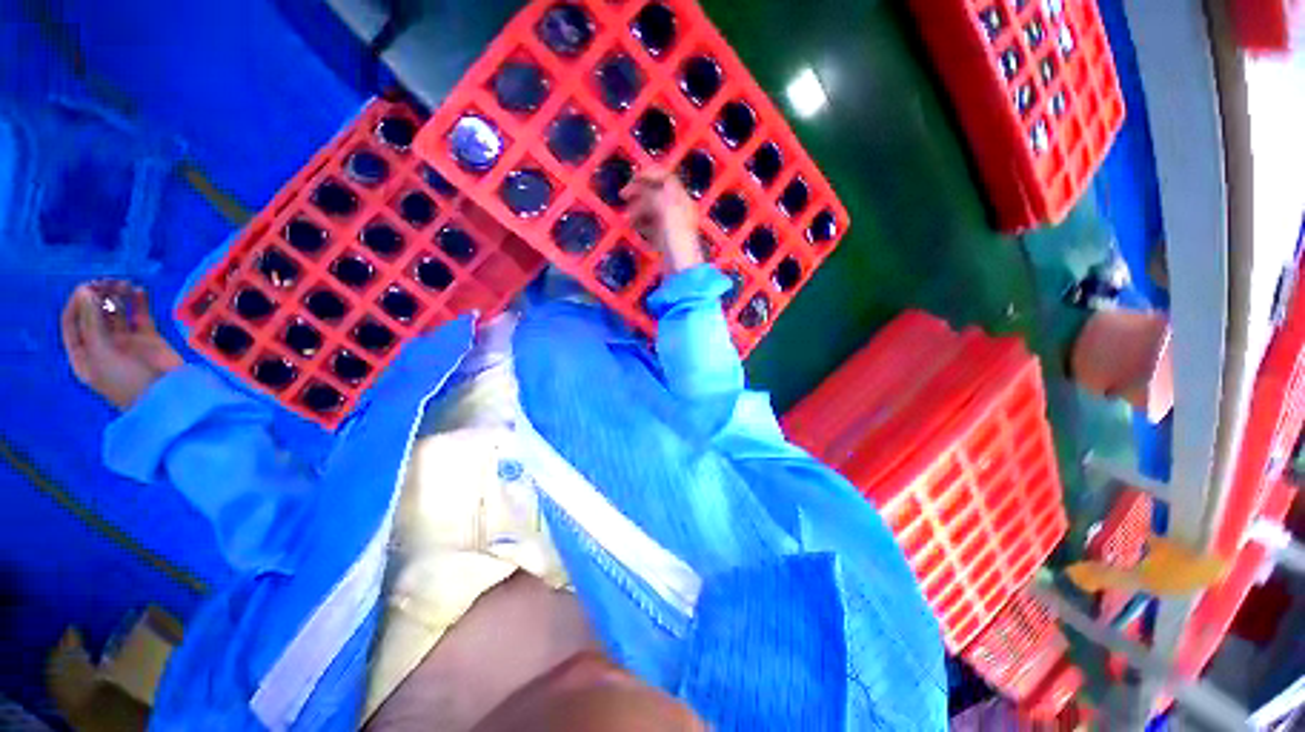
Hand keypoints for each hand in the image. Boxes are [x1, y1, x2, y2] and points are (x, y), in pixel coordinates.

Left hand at [61, 281, 182, 409]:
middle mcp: (101, 344)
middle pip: (94, 313)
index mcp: (84, 353)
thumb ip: (92, 322)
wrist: (167, 395)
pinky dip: (139, 302)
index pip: (72, 322)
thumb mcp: (102, 354)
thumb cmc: (126, 380)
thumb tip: (86, 291)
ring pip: (117, 312)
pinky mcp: (149, 338)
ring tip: (124, 284)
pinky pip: (140, 315)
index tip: (88, 288)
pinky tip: (138, 291)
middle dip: (99, 295)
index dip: (77, 303)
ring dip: (117, 296)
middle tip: (109, 282)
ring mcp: (126, 341)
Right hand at [623, 172, 702, 274]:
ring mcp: (670, 225)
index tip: (632, 178)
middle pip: (656, 192)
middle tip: (622, 195)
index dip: (649, 174)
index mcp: (680, 199)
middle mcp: (676, 209)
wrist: (681, 269)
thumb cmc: (676, 238)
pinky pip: (650, 225)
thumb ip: (654, 194)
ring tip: (626, 216)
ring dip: (637, 208)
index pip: (666, 177)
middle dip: (639, 191)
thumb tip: (641, 187)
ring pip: (651, 209)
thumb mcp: (665, 209)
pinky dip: (640, 222)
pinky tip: (632, 226)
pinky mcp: (663, 239)